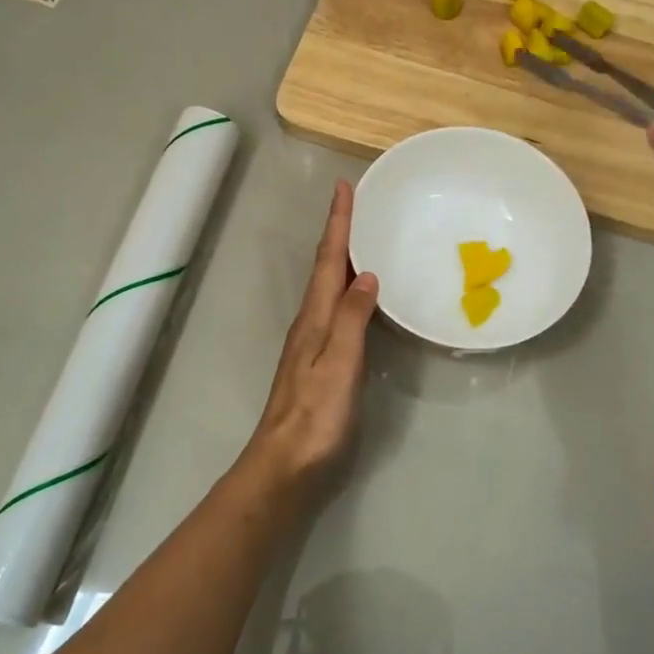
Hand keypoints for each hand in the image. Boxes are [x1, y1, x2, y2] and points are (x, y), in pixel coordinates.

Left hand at [239, 181, 378, 488]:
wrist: (287, 466)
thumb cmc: (316, 416)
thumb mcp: (339, 363)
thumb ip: (353, 319)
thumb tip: (366, 274)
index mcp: (315, 318)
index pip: (327, 261)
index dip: (337, 224)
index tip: (343, 188)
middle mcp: (311, 323)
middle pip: (325, 268)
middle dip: (339, 234)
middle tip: (355, 204)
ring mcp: (313, 344)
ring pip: (329, 288)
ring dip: (341, 259)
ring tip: (360, 239)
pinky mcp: (321, 363)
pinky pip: (337, 312)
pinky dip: (347, 291)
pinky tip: (360, 297)